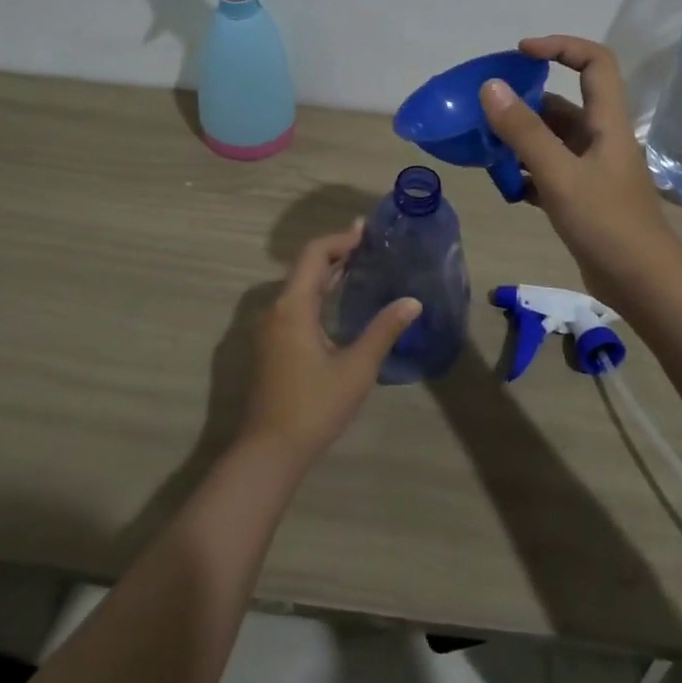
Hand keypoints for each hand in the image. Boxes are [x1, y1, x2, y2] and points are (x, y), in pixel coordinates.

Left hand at [238, 223, 420, 470]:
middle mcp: (276, 309)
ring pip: (298, 287)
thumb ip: (384, 331)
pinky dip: (317, 293)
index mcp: (293, 306)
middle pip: (304, 268)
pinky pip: (294, 304)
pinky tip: (337, 303)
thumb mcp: (357, 368)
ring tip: (357, 267)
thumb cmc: (314, 405)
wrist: (269, 451)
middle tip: (367, 244)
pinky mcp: (271, 346)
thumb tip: (412, 302)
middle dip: (335, 253)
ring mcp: (270, 329)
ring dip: (325, 273)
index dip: (340, 240)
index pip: (314, 255)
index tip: (366, 231)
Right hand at [480, 35, 681, 303]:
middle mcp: (601, 139)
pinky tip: (506, 186)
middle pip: (562, 104)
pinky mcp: (584, 197)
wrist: (644, 285)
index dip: (560, 47)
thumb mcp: (560, 175)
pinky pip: (550, 171)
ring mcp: (593, 169)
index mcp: (607, 123)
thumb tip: (490, 87)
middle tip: (485, 112)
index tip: (521, 53)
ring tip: (485, 149)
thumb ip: (524, 132)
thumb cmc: (607, 224)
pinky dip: (527, 173)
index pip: (594, 62)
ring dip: (520, 141)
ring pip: (552, 140)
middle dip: (524, 104)